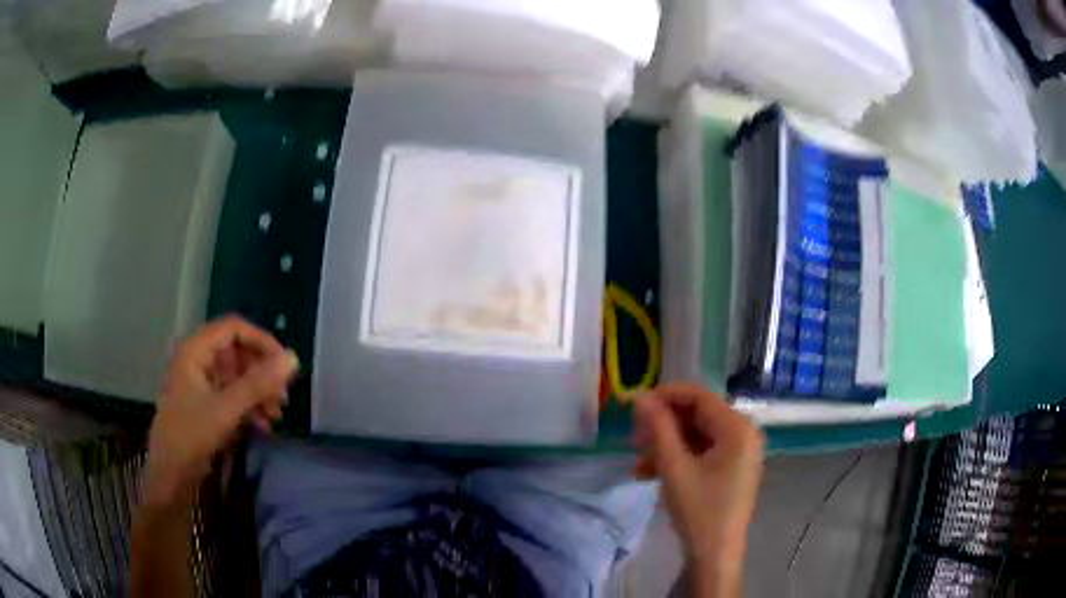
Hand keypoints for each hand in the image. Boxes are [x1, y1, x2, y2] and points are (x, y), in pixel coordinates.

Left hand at [144, 317, 298, 507]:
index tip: (284, 365)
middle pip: (237, 352)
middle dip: (262, 373)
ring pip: (237, 375)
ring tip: (276, 415)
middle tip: (282, 396)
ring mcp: (201, 382)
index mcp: (196, 350)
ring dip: (259, 392)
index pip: (234, 329)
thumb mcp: (226, 409)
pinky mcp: (205, 403)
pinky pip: (232, 394)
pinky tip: (264, 425)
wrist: (170, 474)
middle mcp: (198, 360)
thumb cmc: (191, 435)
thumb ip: (258, 383)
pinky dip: (249, 406)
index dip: (261, 341)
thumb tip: (293, 358)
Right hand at [635, 385, 762, 586]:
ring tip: (638, 462)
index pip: (699, 396)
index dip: (666, 396)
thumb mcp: (674, 468)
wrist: (714, 555)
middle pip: (698, 415)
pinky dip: (678, 458)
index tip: (634, 405)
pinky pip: (703, 452)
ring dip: (667, 444)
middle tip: (634, 438)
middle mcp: (744, 433)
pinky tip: (651, 473)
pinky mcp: (732, 469)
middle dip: (663, 426)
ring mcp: (740, 452)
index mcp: (738, 428)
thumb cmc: (699, 510)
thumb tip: (640, 397)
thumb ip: (659, 429)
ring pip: (697, 435)